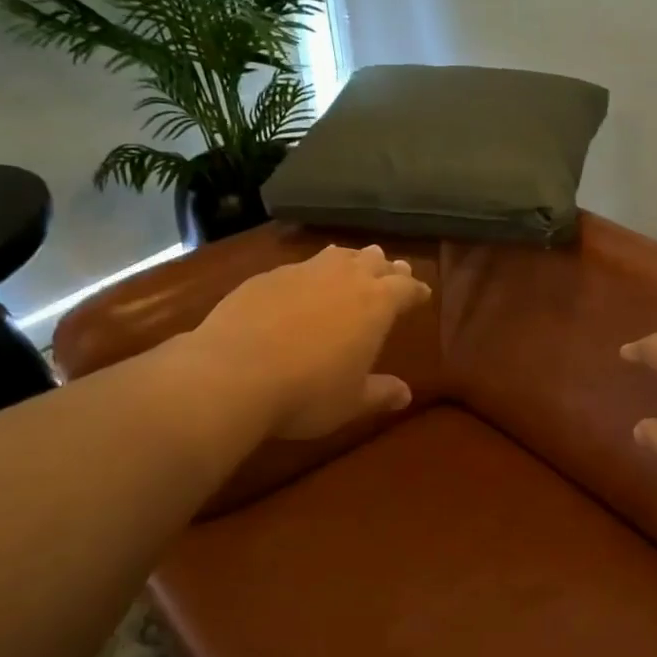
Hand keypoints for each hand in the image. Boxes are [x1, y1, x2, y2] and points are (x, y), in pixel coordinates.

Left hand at [191, 244, 432, 438]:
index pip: (406, 287)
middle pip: (373, 262)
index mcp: (376, 305)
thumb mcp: (351, 401)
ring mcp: (302, 272)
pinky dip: (310, 272)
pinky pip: (299, 267)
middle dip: (387, 268)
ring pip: (336, 256)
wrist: (234, 374)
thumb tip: (405, 394)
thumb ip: (380, 393)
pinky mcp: (266, 277)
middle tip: (394, 270)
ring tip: (354, 262)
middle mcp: (343, 278)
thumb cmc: (308, 393)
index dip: (416, 290)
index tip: (422, 293)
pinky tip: (302, 284)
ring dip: (350, 259)